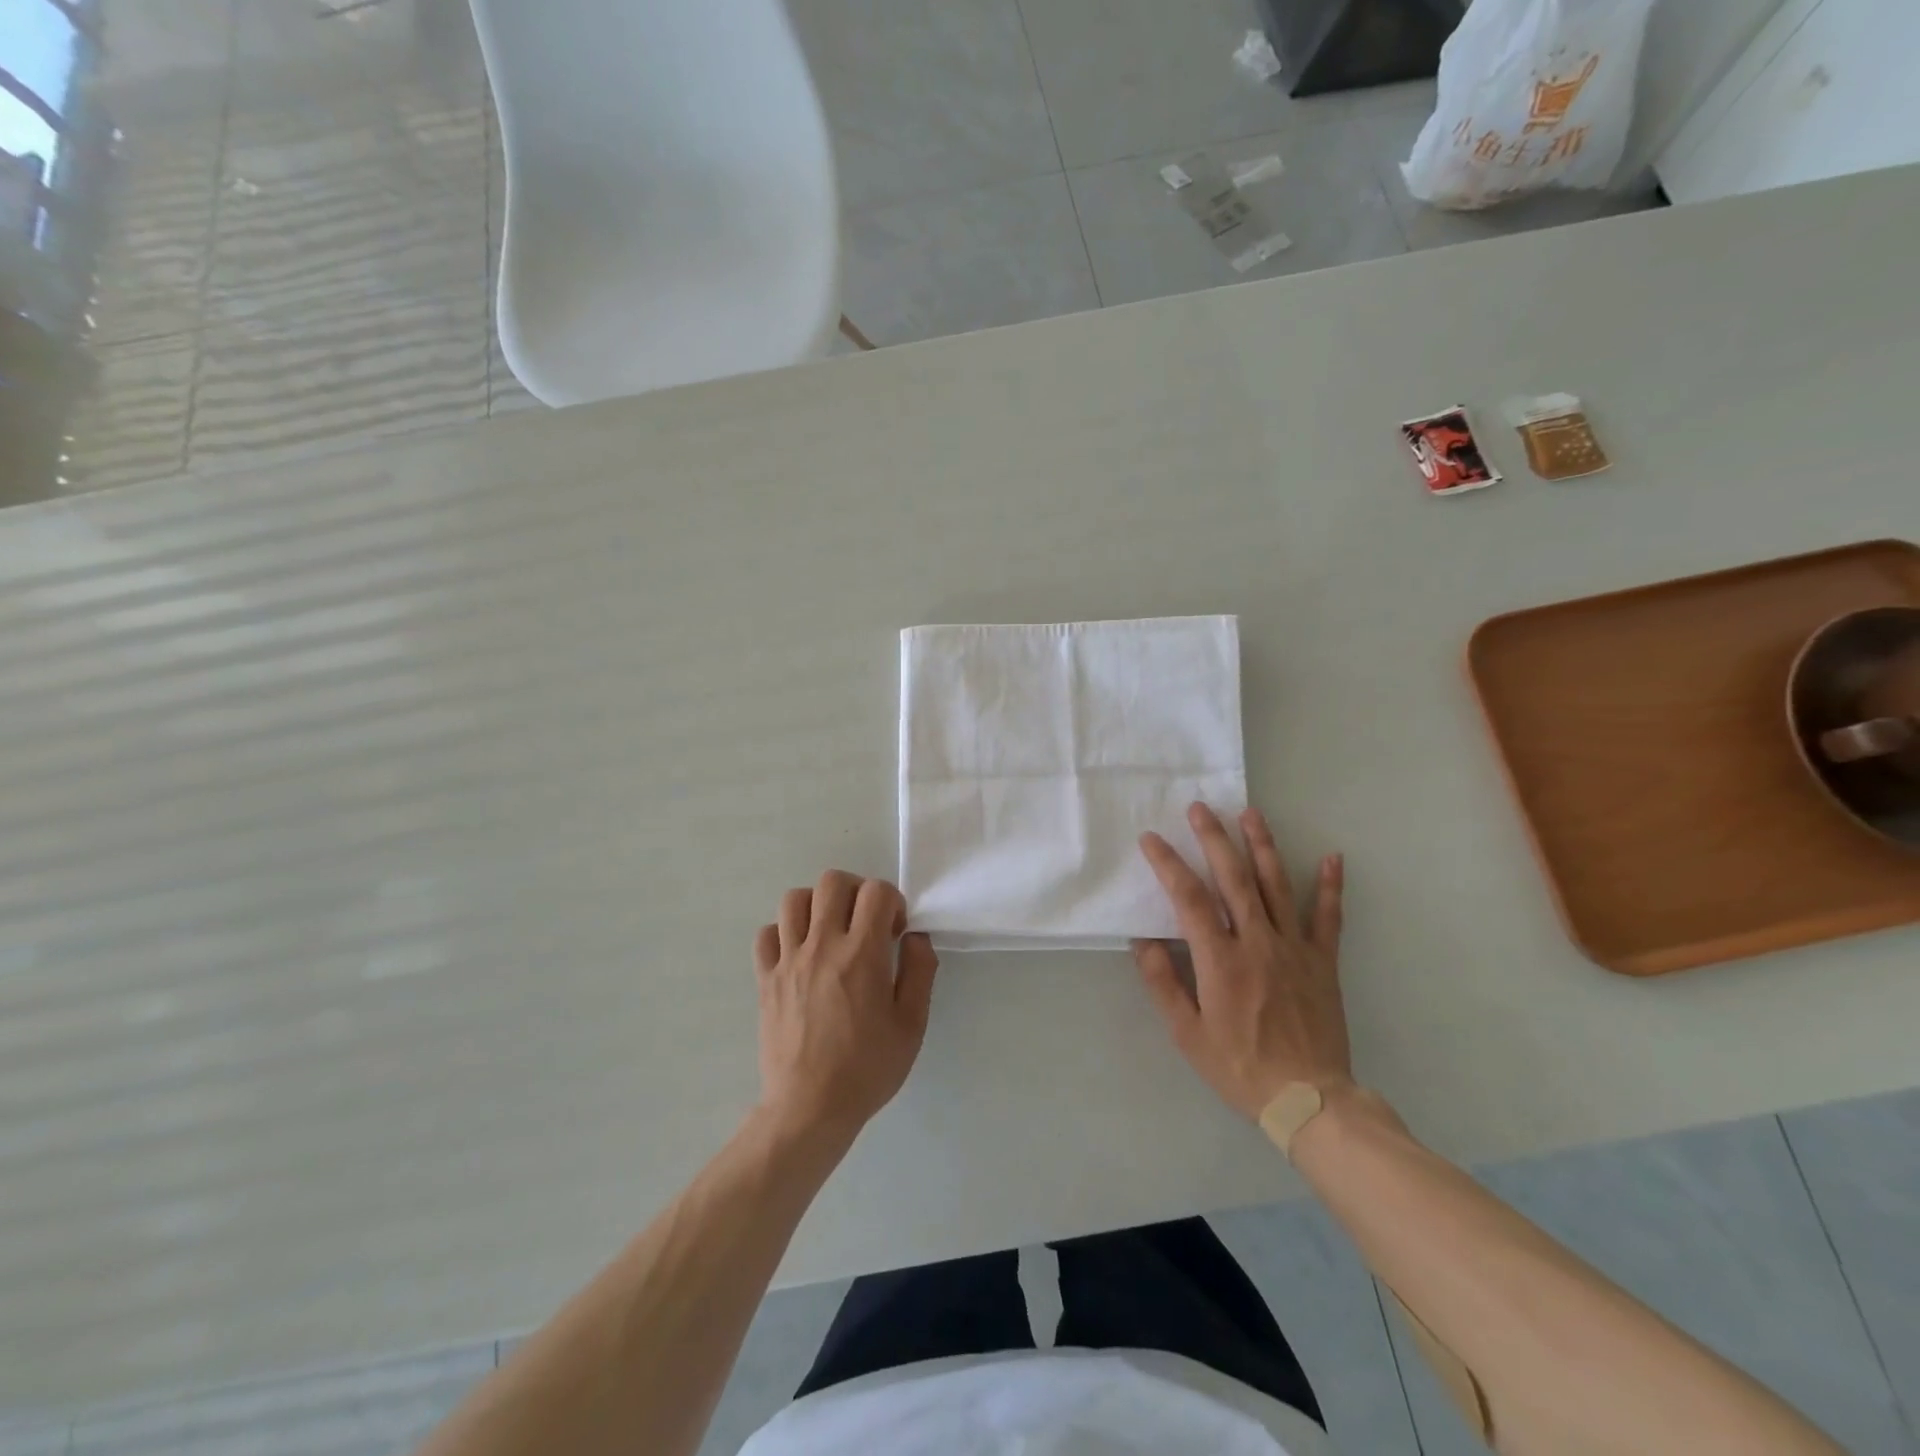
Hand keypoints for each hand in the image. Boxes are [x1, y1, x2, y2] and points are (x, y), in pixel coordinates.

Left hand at [754, 871, 937, 1139]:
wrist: (810, 1109)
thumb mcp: (912, 1025)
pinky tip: (800, 954)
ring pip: (794, 899)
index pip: (876, 891)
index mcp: (862, 954)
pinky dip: (783, 933)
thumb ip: (920, 972)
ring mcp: (788, 960)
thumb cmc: (867, 1068)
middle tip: (865, 923)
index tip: (895, 932)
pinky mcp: (765, 979)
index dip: (892, 901)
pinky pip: (767, 934)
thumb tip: (917, 937)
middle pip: (832, 882)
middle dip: (856, 891)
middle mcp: (822, 946)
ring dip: (817, 905)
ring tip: (831, 932)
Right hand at [1135, 803, 1350, 1119]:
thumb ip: (1162, 983)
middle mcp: (1257, 943)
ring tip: (1251, 813)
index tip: (1151, 839)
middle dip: (1214, 838)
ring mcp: (1294, 948)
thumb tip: (1141, 940)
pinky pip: (1328, 917)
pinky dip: (1329, 886)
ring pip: (1276, 885)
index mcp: (1220, 960)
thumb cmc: (1239, 1067)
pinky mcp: (1322, 961)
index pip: (1189, 899)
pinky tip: (1331, 856)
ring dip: (1262, 846)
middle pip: (1233, 879)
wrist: (1308, 1099)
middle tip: (1200, 807)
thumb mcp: (1187, 1033)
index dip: (1168, 864)